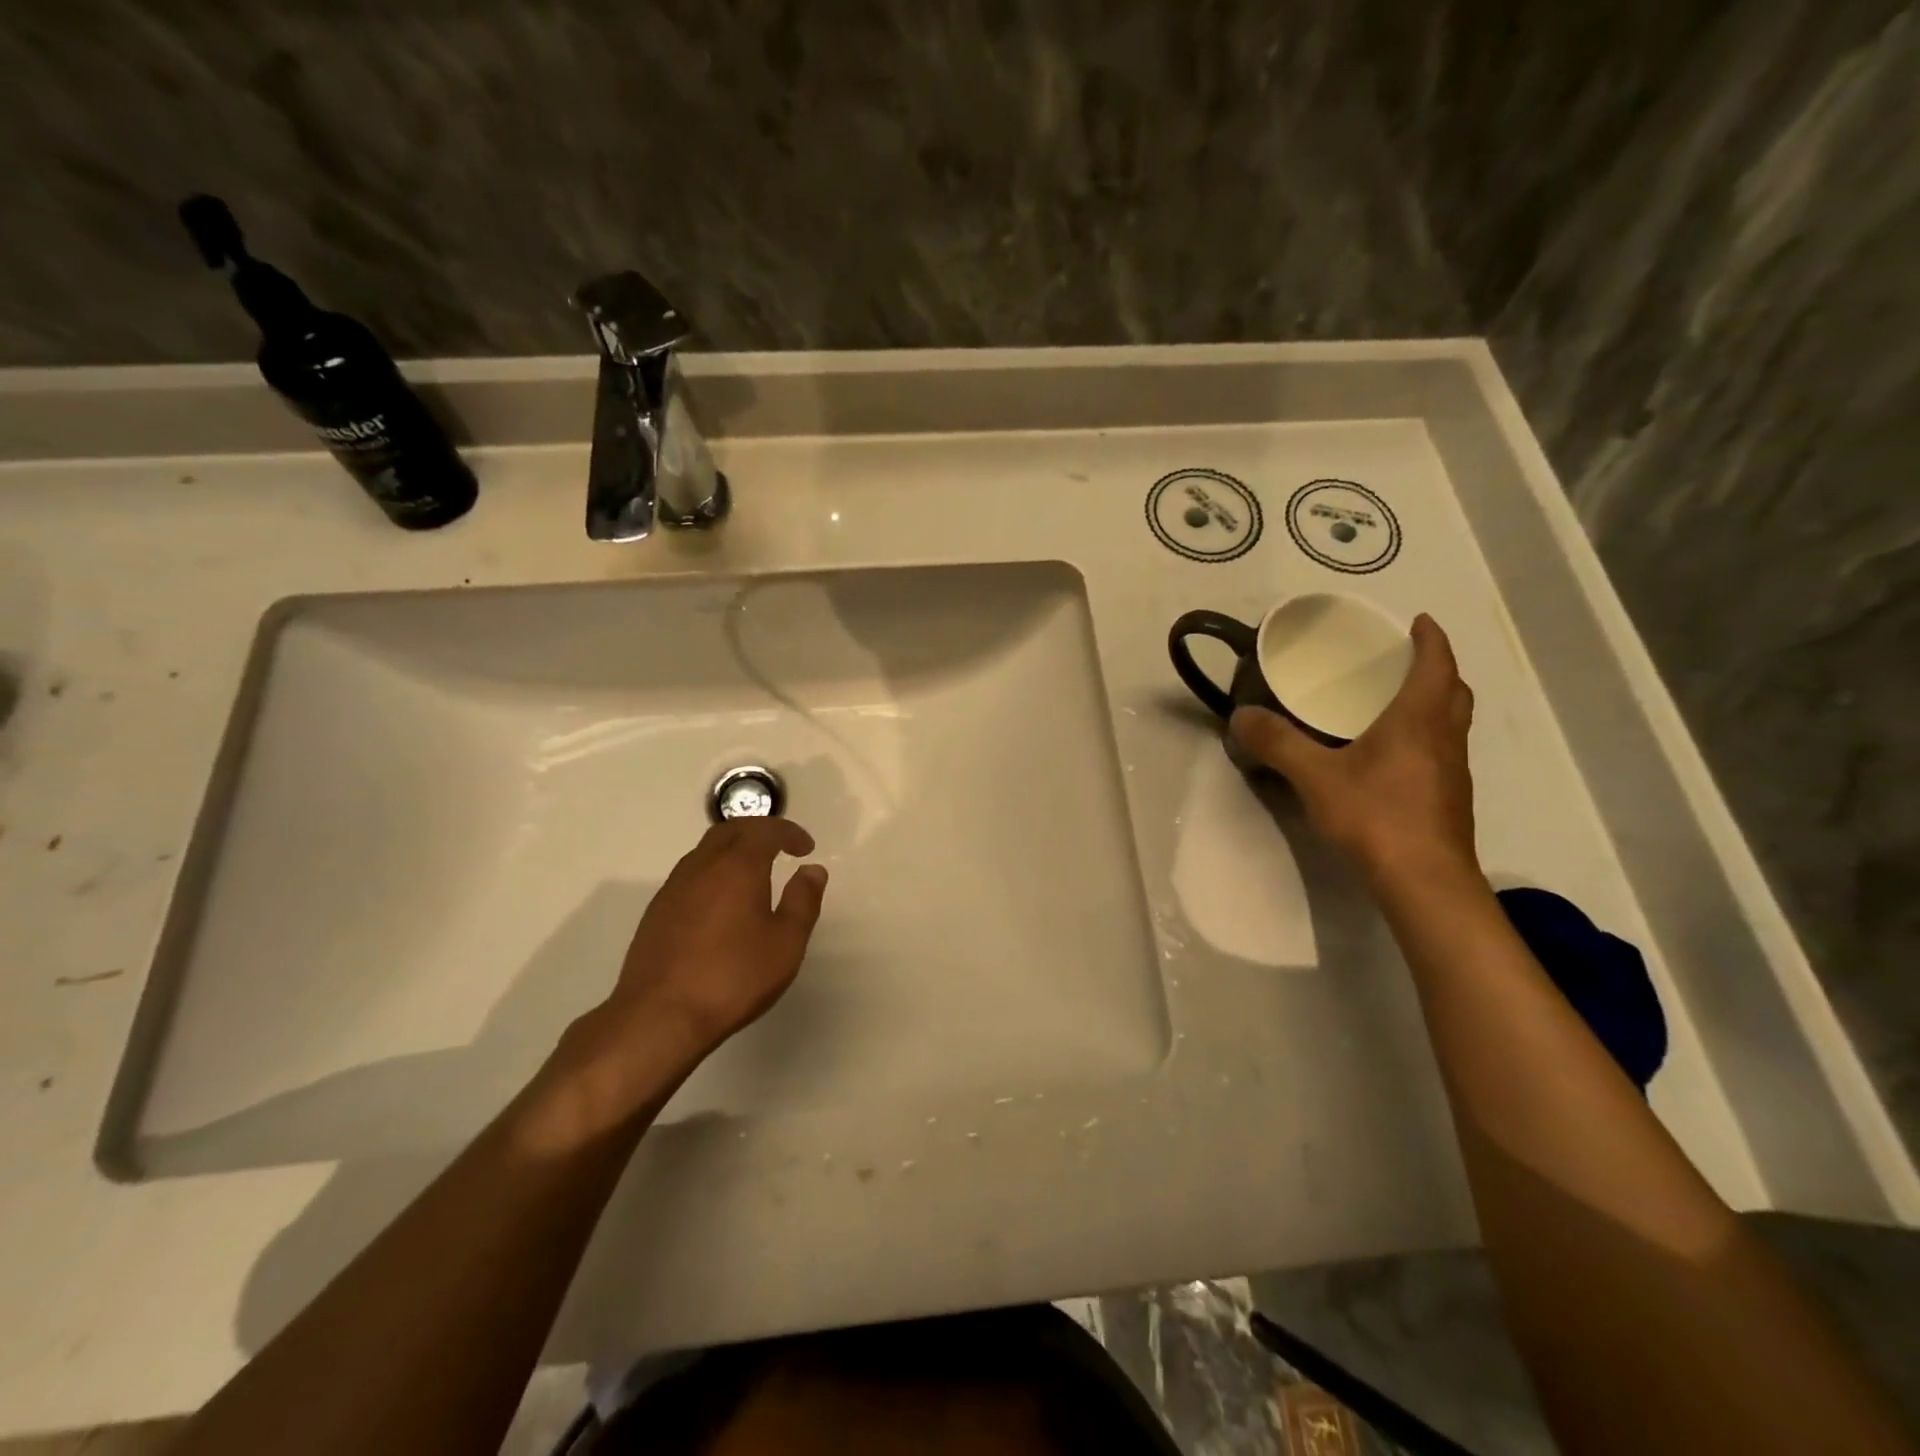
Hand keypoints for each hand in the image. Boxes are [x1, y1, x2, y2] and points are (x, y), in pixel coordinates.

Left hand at [551, 819, 828, 1114]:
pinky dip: (714, 871)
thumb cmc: (733, 977)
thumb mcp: (786, 943)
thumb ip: (803, 901)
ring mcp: (674, 888)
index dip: (789, 833)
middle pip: (730, 830)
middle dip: (759, 831)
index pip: (765, 831)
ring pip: (706, 850)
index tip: (806, 848)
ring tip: (754, 871)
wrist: (660, 1016)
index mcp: (737, 866)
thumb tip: (812, 871)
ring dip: (733, 849)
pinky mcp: (657, 912)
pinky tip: (722, 901)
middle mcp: (702, 866)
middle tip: (781, 847)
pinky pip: (691, 874)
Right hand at [1230, 614, 1477, 888]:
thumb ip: (1278, 743)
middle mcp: (1444, 739)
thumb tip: (1241, 716)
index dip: (1431, 639)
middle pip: (1453, 692)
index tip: (1418, 622)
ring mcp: (1452, 772)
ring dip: (1433, 704)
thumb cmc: (1376, 816)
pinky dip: (1425, 737)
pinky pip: (1442, 752)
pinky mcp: (1448, 801)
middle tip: (1404, 662)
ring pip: (1451, 724)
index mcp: (1419, 720)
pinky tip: (1392, 758)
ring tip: (1396, 704)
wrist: (1424, 882)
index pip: (1436, 665)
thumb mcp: (1315, 777)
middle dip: (1436, 669)